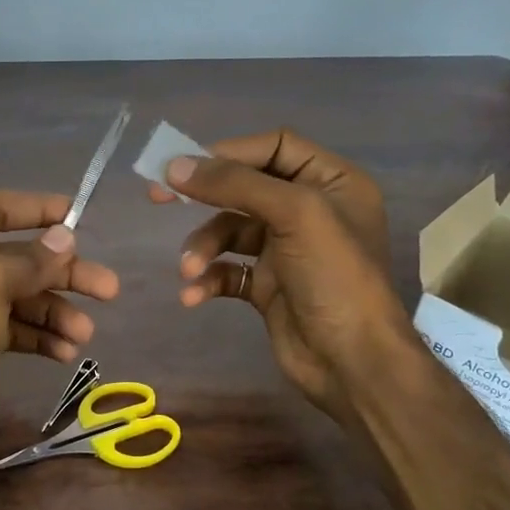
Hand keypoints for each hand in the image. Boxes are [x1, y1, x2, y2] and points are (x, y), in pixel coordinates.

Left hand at [0, 191, 119, 491]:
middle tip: (108, 289)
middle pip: (15, 257)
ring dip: (54, 312)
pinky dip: (38, 337)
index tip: (80, 216)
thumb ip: (30, 259)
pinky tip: (64, 353)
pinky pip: (11, 329)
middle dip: (61, 274)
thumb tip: (64, 237)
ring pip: (18, 297)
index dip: (38, 209)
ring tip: (84, 335)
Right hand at [148, 130, 404, 408]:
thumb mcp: (293, 214)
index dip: (229, 152)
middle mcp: (311, 210)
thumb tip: (174, 166)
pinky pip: (228, 270)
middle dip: (203, 196)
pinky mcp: (268, 286)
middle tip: (157, 196)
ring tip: (189, 268)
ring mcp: (287, 250)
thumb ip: (234, 184)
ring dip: (203, 247)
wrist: (352, 361)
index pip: (274, 147)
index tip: (184, 164)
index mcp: (332, 182)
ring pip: (230, 231)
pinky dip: (208, 278)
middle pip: (244, 187)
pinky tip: (193, 294)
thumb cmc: (334, 276)